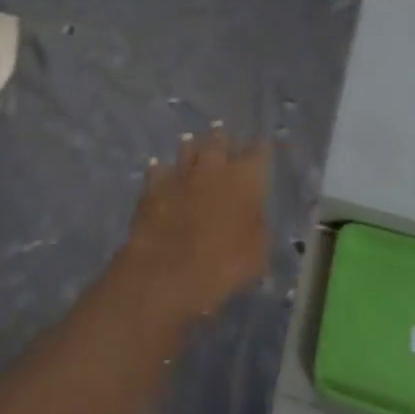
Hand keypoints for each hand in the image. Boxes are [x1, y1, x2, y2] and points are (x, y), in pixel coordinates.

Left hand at [121, 127, 268, 326]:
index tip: (261, 155)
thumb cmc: (223, 266)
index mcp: (244, 177)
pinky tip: (165, 181)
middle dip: (223, 144)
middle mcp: (213, 165)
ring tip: (195, 161)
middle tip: (225, 154)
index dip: (260, 151)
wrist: (167, 274)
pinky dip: (164, 174)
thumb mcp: (258, 253)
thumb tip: (253, 213)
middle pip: (219, 139)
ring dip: (193, 153)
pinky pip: (160, 170)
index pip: (259, 151)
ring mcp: (180, 172)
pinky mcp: (153, 185)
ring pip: (188, 147)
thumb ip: (257, 224)